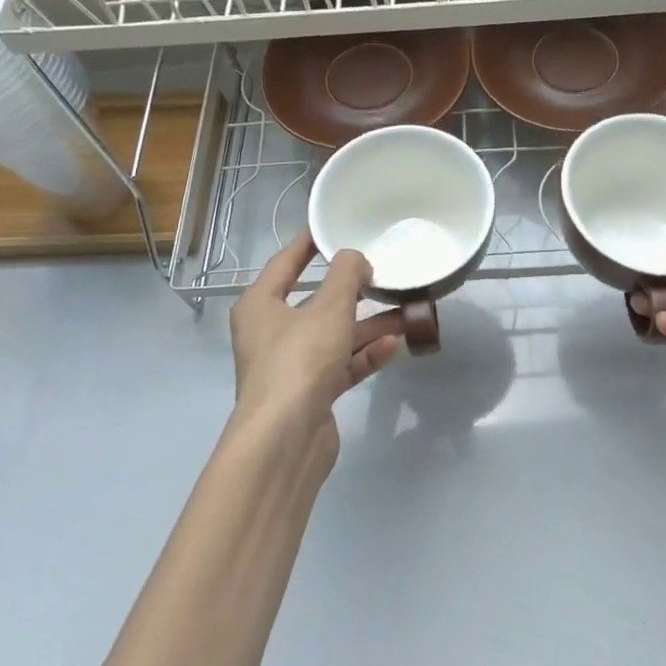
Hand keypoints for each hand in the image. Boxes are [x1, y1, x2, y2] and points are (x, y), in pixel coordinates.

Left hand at [230, 232, 404, 489]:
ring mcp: (291, 365)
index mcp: (261, 305)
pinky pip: (342, 364)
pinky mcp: (311, 392)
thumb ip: (347, 276)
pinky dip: (364, 355)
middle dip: (352, 291)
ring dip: (367, 326)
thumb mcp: (328, 309)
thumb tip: (356, 259)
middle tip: (383, 273)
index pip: (286, 263)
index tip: (334, 227)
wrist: (286, 438)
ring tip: (405, 313)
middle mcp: (271, 332)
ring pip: (334, 336)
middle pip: (315, 302)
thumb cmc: (299, 361)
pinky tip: (394, 346)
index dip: (310, 244)